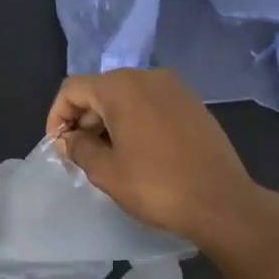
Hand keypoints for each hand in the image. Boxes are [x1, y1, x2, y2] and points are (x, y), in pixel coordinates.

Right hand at [46, 69, 273, 250]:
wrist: (221, 201)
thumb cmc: (156, 186)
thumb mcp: (106, 172)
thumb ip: (79, 148)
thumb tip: (70, 139)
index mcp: (122, 87)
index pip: (73, 89)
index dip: (57, 116)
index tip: (59, 146)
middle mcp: (148, 77)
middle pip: (101, 90)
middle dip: (84, 119)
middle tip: (81, 155)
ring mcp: (175, 88)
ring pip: (127, 96)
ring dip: (109, 121)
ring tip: (108, 156)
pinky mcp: (193, 104)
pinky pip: (151, 104)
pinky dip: (135, 120)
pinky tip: (138, 152)